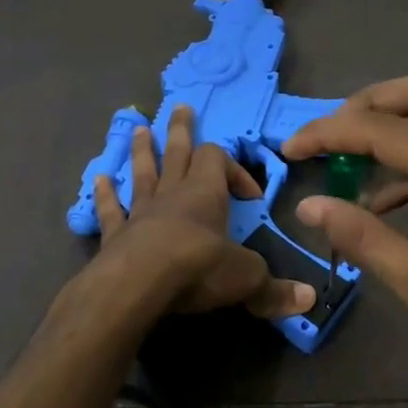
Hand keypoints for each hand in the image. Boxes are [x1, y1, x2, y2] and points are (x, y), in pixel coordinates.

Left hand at [93, 105, 314, 319]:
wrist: (137, 284)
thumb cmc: (197, 268)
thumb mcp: (246, 278)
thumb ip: (274, 289)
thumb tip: (308, 300)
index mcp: (205, 194)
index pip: (219, 161)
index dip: (235, 170)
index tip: (251, 197)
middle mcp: (172, 194)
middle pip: (177, 152)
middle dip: (181, 131)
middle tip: (180, 108)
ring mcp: (140, 212)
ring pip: (142, 172)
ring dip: (142, 151)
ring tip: (138, 130)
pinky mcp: (116, 235)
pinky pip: (112, 209)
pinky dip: (105, 195)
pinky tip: (98, 180)